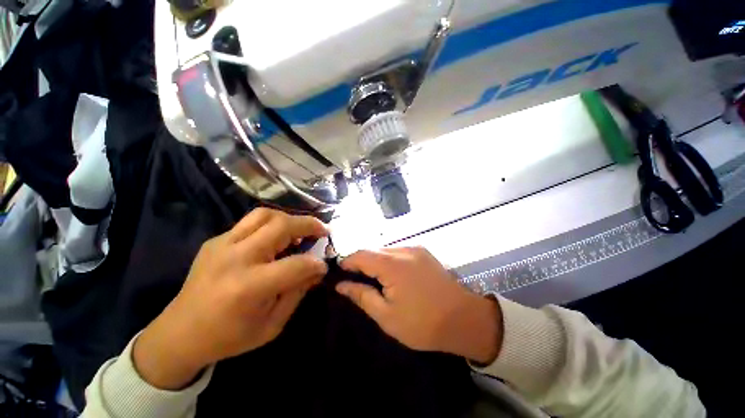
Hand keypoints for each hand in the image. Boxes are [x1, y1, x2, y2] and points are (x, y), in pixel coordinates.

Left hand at [133, 208, 328, 389]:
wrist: (179, 334)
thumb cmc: (229, 337)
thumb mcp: (272, 325)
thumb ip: (298, 292)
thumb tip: (317, 268)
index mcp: (249, 287)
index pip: (296, 265)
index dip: (316, 263)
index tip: (324, 265)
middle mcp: (236, 258)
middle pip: (281, 226)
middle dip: (309, 225)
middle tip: (322, 231)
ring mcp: (222, 245)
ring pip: (265, 215)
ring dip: (289, 219)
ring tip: (299, 230)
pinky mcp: (216, 241)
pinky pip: (250, 221)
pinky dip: (271, 224)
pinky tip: (276, 238)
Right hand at [337, 247, 502, 363]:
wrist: (464, 319)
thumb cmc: (422, 323)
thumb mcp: (386, 315)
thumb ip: (362, 295)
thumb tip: (342, 285)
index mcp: (392, 265)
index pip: (361, 254)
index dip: (347, 261)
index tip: (340, 273)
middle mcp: (403, 250)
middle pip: (374, 250)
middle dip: (361, 262)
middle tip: (356, 279)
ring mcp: (416, 249)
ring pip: (386, 250)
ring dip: (376, 261)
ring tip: (374, 279)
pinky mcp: (424, 252)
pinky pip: (399, 251)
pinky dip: (389, 260)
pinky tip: (392, 275)